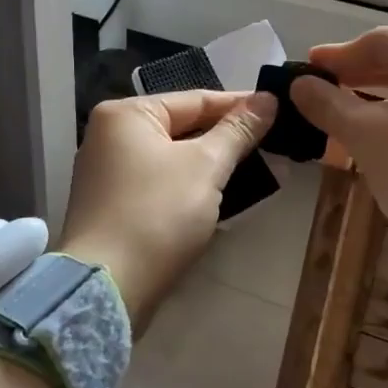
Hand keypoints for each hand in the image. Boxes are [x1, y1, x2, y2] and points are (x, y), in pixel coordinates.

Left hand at [56, 89, 276, 326]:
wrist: (108, 289)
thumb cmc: (157, 214)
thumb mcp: (206, 166)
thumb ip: (238, 130)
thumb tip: (268, 98)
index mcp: (126, 114)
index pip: (195, 99)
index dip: (240, 105)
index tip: (279, 108)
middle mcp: (111, 136)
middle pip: (183, 126)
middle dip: (228, 136)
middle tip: (274, 139)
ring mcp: (109, 173)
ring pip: (175, 157)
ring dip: (213, 162)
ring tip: (258, 164)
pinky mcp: (115, 206)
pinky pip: (163, 182)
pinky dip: (191, 184)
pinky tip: (223, 192)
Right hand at [291, 29, 387, 292]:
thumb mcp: (366, 136)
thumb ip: (328, 104)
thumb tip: (298, 85)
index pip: (380, 43)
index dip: (337, 57)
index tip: (304, 68)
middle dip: (357, 76)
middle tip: (317, 88)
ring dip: (378, 96)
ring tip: (340, 109)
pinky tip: (378, 128)